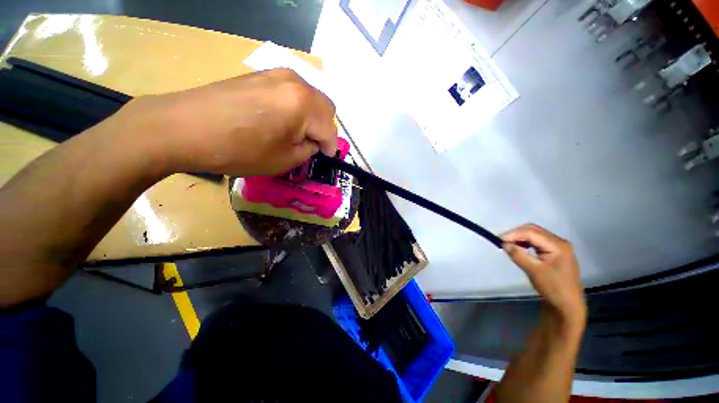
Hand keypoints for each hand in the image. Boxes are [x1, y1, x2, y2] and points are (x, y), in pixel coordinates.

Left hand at [97, 68, 337, 176]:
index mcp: (304, 104)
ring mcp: (277, 74)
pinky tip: (283, 120)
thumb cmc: (239, 150)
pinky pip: (293, 92)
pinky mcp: (261, 75)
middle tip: (313, 145)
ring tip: (297, 133)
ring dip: (312, 118)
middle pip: (326, 108)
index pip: (330, 129)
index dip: (331, 147)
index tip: (326, 158)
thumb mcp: (284, 160)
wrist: (184, 127)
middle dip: (324, 129)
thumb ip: (308, 150)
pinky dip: (297, 108)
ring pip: (311, 98)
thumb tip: (313, 142)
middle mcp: (296, 82)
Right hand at [502, 224, 586, 325]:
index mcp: (558, 245)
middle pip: (533, 230)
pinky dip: (525, 242)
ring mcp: (558, 247)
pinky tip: (519, 249)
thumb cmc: (553, 288)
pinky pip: (536, 241)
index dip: (513, 234)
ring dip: (520, 238)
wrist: (567, 305)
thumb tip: (504, 243)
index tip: (498, 240)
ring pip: (534, 234)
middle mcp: (559, 242)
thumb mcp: (533, 271)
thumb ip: (518, 255)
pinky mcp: (554, 252)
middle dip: (516, 234)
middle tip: (502, 242)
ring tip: (509, 245)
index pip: (531, 232)